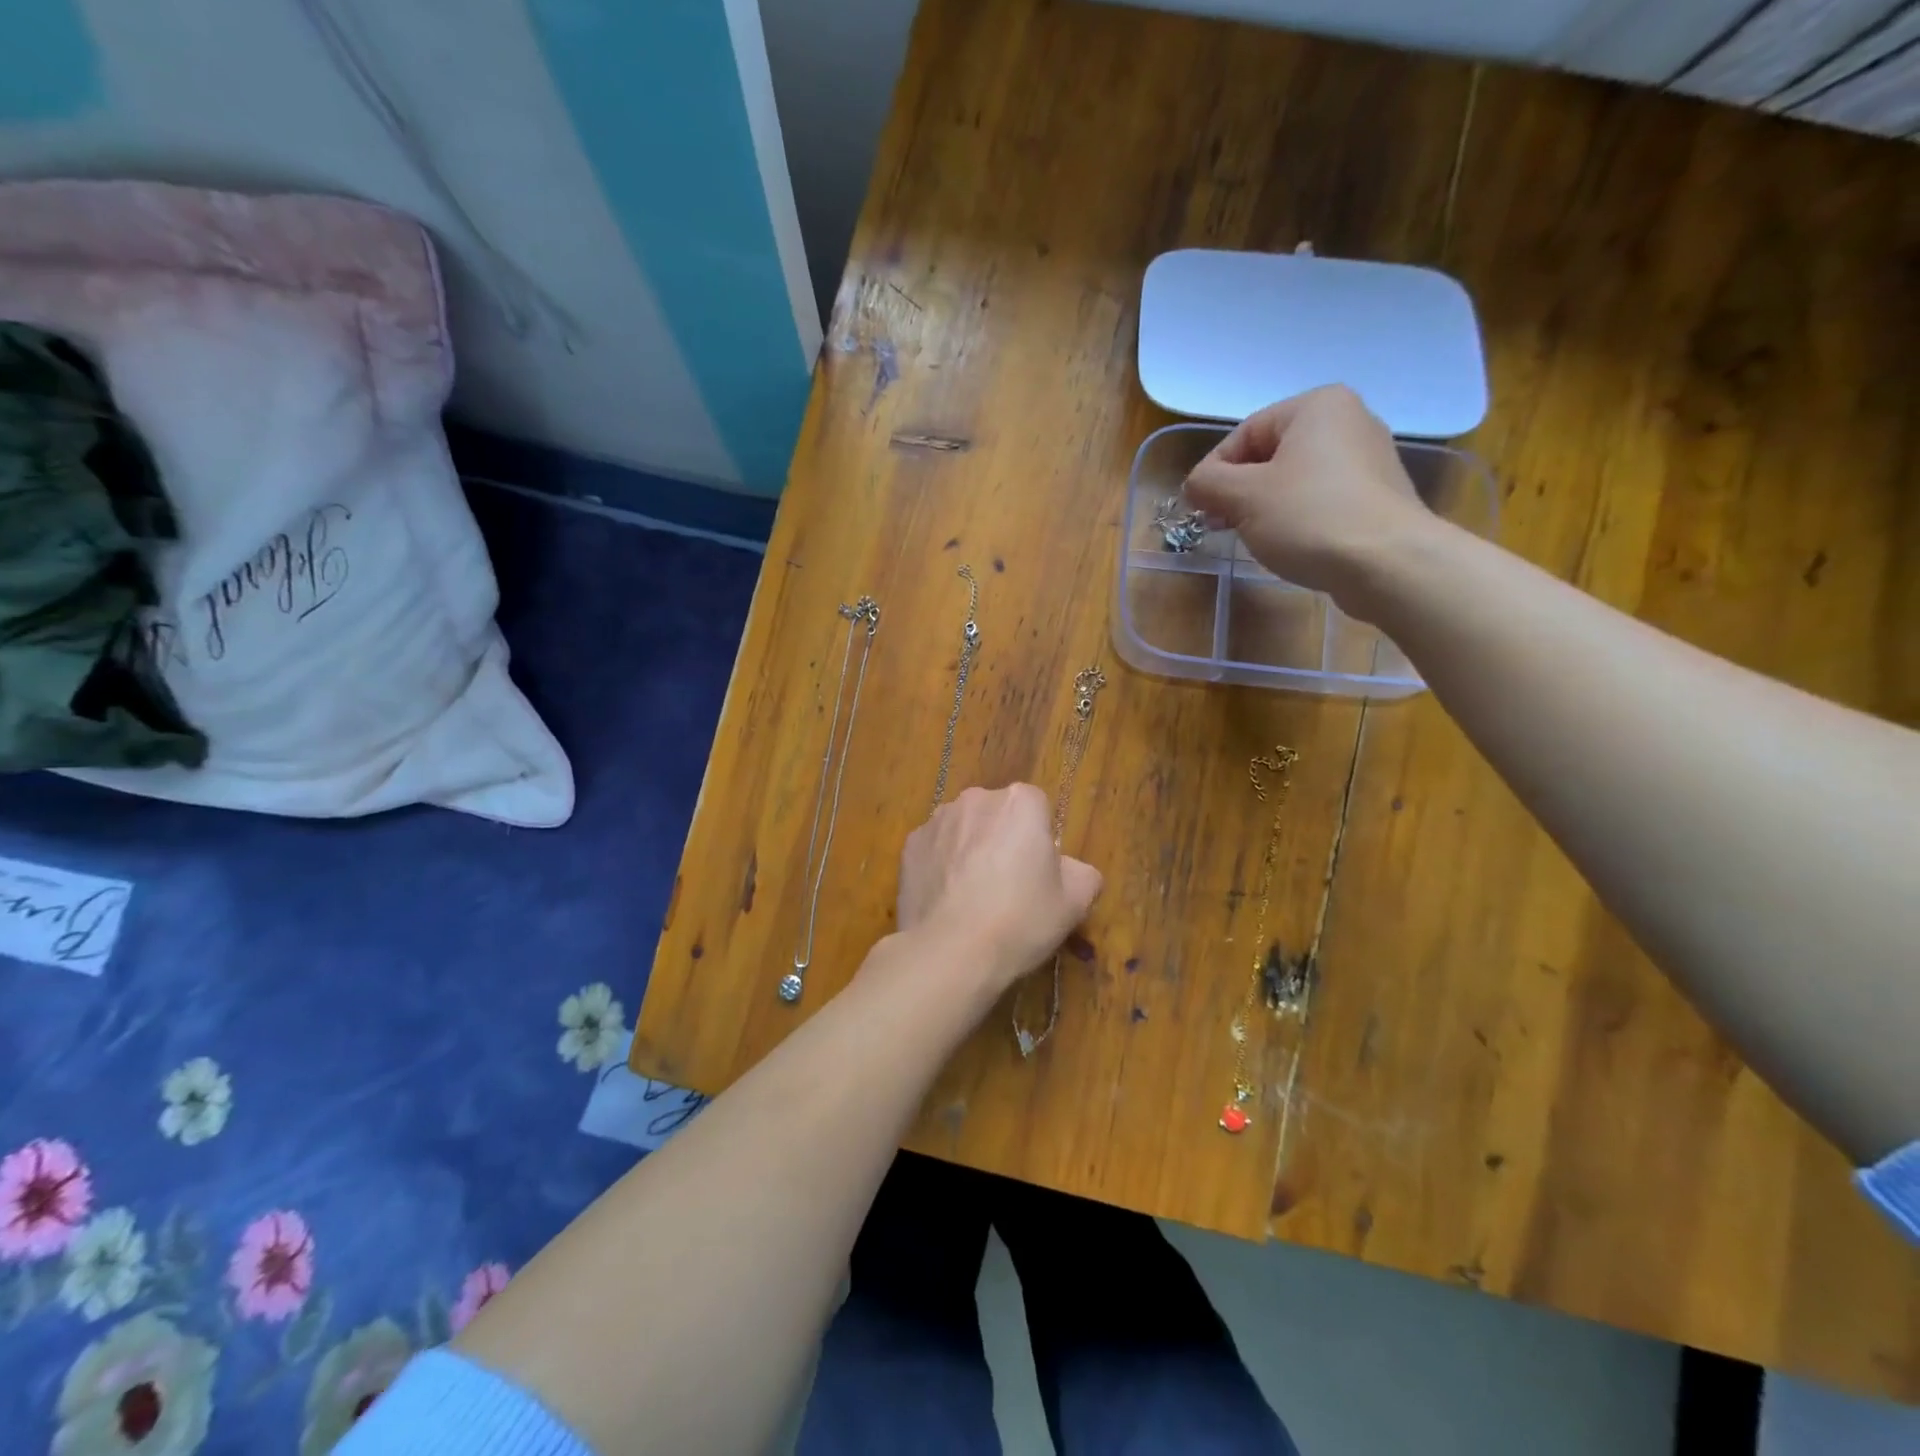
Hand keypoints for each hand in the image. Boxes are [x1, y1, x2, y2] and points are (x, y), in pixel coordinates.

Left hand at [896, 784, 1103, 994]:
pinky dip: (941, 867)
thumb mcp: (1075, 903)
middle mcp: (976, 799)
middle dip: (1003, 840)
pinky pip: (935, 850)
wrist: (951, 951)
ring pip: (964, 831)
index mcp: (1020, 802)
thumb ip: (1082, 874)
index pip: (1037, 809)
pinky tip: (947, 902)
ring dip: (970, 852)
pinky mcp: (909, 846)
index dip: (1039, 841)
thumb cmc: (1021, 920)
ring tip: (973, 899)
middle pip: (997, 816)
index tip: (1038, 874)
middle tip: (1008, 888)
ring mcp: (937, 820)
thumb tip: (1069, 869)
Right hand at [1182, 385, 1435, 610]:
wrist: (1387, 563)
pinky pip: (1320, 499)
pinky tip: (1288, 544)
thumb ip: (1207, 483)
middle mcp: (1348, 421)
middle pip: (1269, 455)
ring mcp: (1367, 459)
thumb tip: (1195, 484)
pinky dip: (1296, 518)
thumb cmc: (1309, 517)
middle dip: (1238, 491)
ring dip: (1264, 507)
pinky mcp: (1376, 496)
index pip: (1244, 434)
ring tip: (1251, 538)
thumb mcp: (1243, 497)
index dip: (1213, 472)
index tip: (1198, 508)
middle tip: (1219, 525)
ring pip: (1294, 479)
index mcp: (1316, 406)